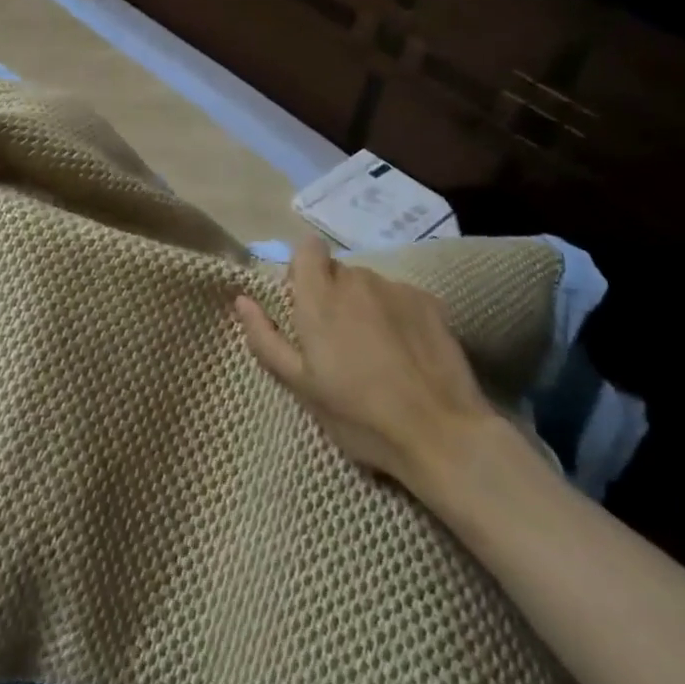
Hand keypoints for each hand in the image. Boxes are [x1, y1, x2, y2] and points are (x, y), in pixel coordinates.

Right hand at [235, 237, 500, 489]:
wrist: (441, 435)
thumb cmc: (360, 416)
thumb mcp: (301, 386)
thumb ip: (266, 338)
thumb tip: (242, 300)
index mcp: (320, 296)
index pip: (307, 248)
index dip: (303, 271)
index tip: (306, 307)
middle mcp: (357, 279)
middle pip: (338, 272)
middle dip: (333, 297)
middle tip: (340, 344)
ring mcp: (396, 288)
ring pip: (369, 286)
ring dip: (365, 307)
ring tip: (378, 355)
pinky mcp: (429, 301)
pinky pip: (400, 298)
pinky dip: (397, 317)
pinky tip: (408, 355)